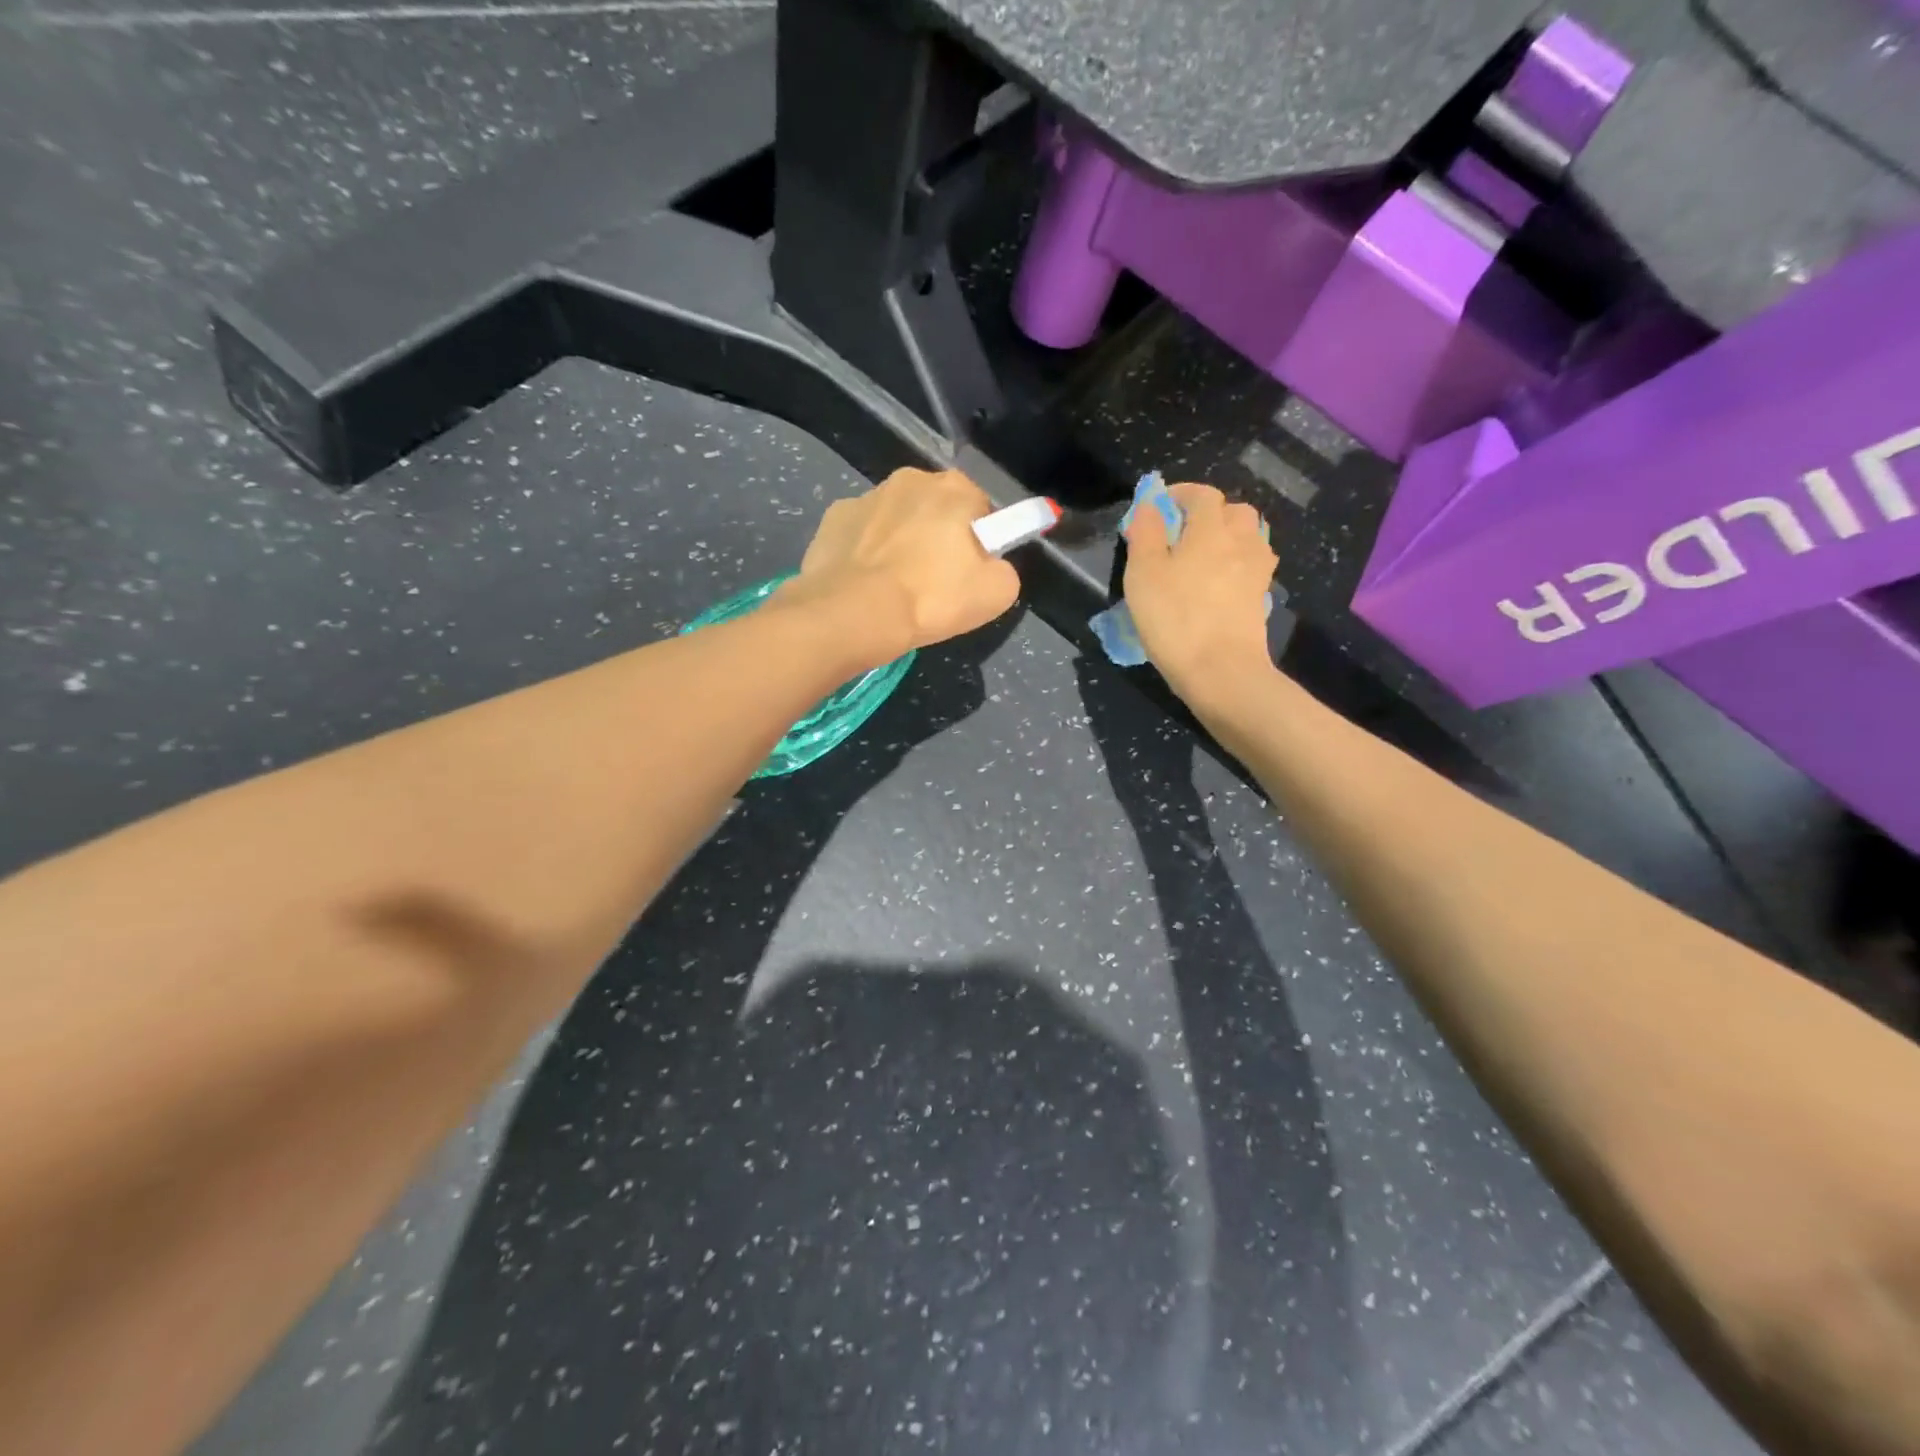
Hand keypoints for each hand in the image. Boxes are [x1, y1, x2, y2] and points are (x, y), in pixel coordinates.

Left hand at [785, 468, 1019, 657]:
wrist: (854, 615)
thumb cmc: (931, 599)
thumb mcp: (997, 594)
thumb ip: (1005, 570)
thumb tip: (991, 567)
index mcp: (955, 488)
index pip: (981, 510)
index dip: (980, 542)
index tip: (968, 573)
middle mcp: (911, 478)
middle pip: (936, 509)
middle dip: (938, 537)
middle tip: (934, 583)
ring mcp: (867, 495)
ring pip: (896, 519)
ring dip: (899, 542)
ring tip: (895, 588)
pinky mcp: (834, 517)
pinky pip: (861, 533)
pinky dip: (865, 552)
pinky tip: (865, 583)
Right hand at [1123, 482, 1277, 697]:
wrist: (1220, 670)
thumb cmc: (1174, 618)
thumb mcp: (1143, 573)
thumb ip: (1145, 533)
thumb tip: (1149, 507)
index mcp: (1210, 529)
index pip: (1202, 494)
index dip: (1180, 494)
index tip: (1158, 507)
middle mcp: (1241, 541)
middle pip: (1234, 511)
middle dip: (1210, 513)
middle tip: (1183, 532)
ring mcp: (1257, 571)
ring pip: (1249, 537)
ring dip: (1228, 537)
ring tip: (1203, 556)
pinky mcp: (1260, 598)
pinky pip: (1252, 566)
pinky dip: (1237, 563)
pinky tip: (1220, 582)